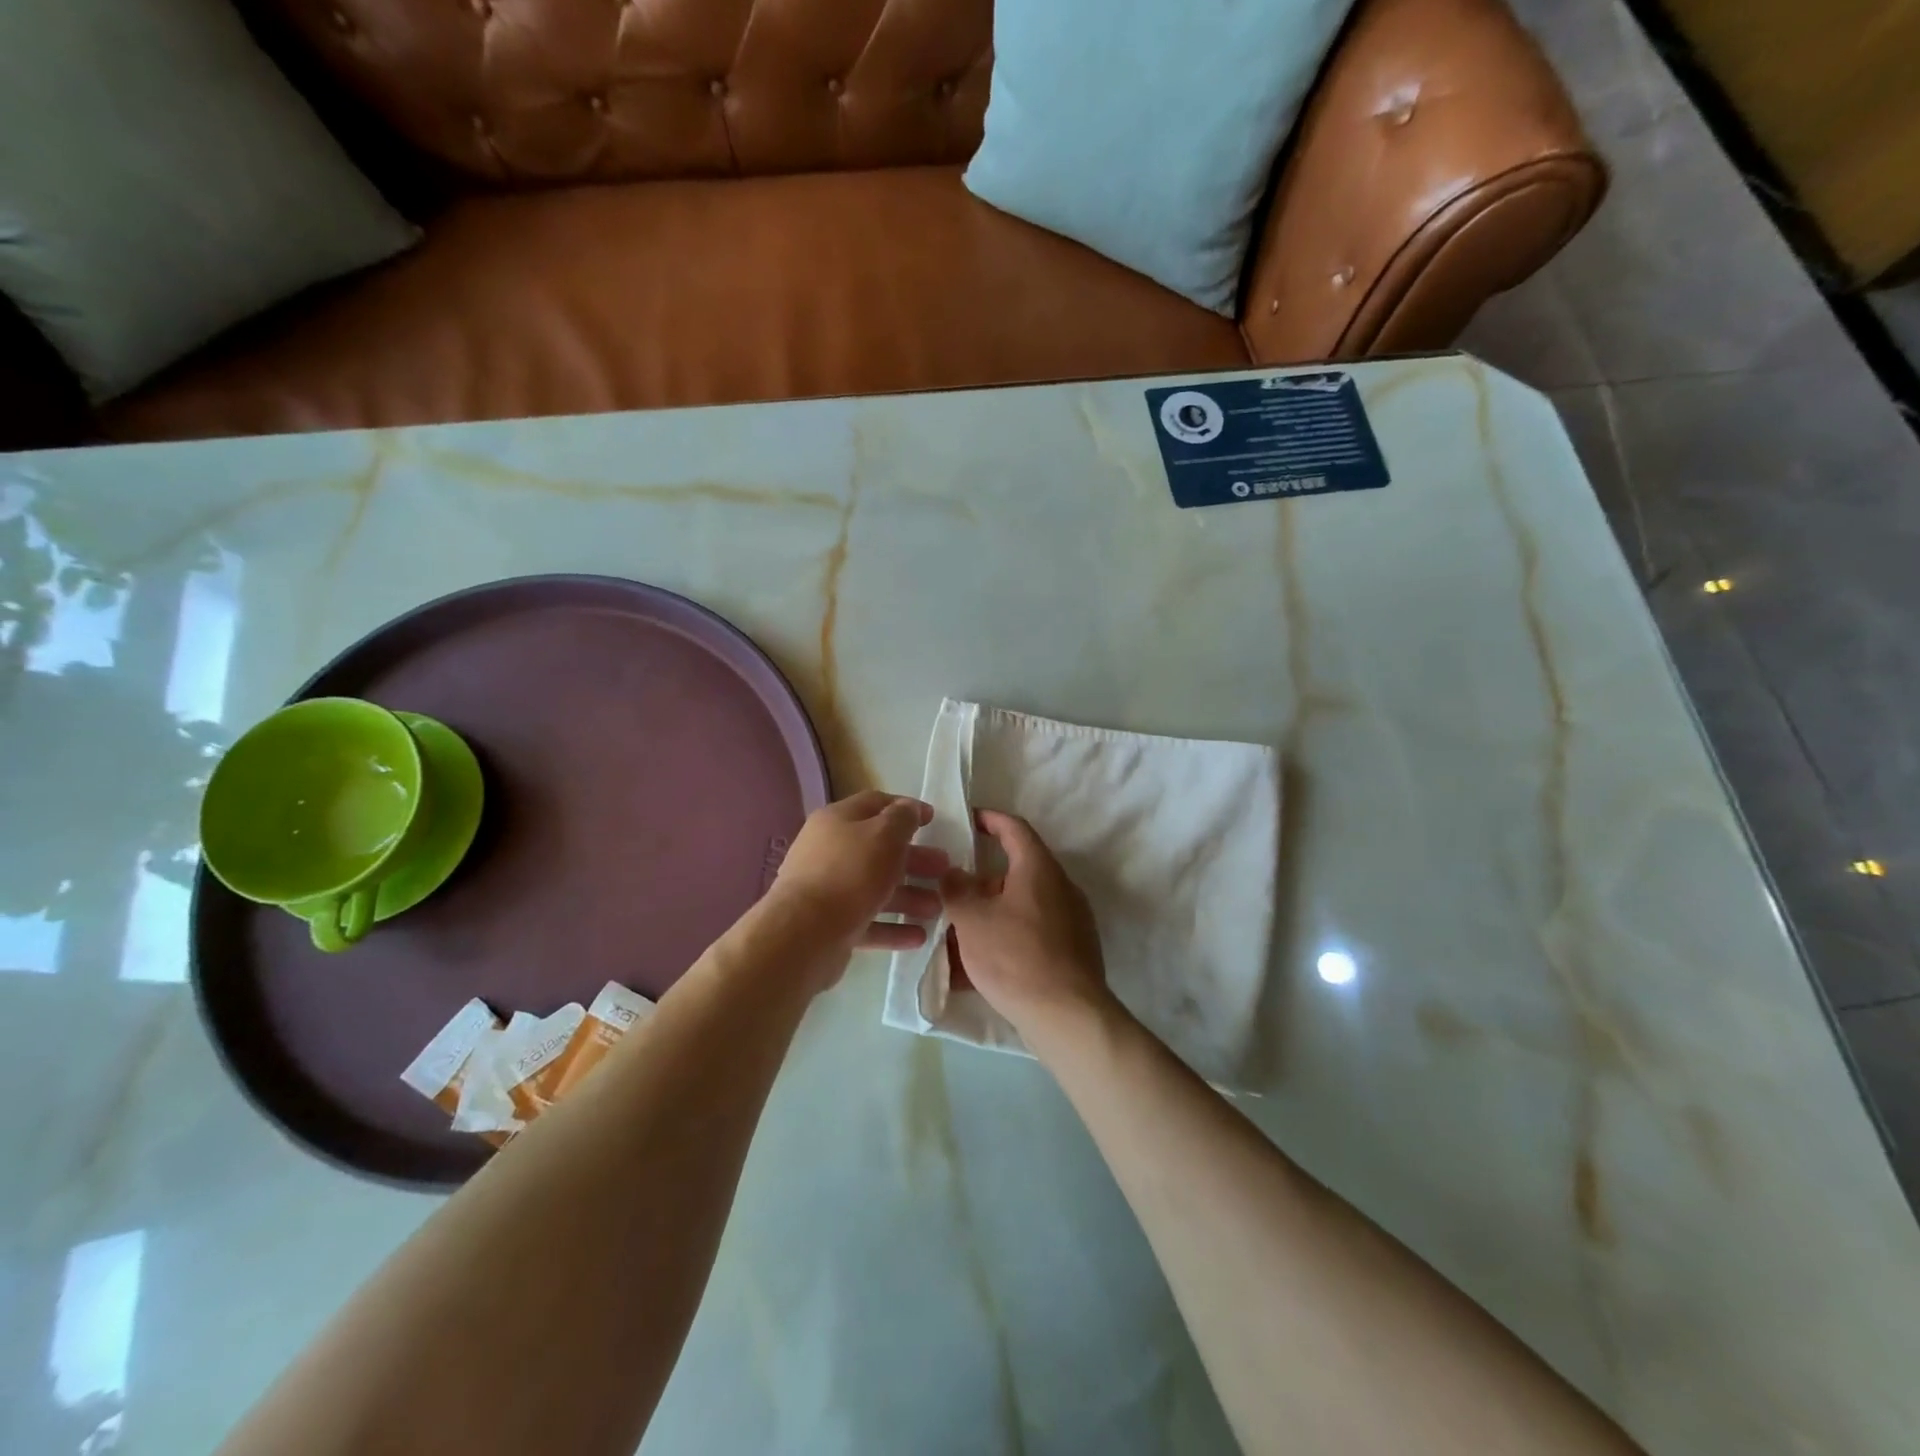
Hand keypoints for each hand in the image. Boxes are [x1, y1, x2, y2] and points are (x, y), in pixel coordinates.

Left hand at [769, 792, 948, 952]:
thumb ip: (902, 818)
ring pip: (875, 887)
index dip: (905, 808)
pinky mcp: (830, 925)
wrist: (805, 933)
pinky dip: (893, 927)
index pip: (875, 804)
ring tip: (938, 908)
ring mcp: (828, 890)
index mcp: (837, 821)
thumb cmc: (851, 873)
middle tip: (944, 869)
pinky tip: (919, 936)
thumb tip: (909, 808)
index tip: (934, 820)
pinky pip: (868, 921)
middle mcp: (829, 851)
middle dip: (914, 859)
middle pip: (878, 849)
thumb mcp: (885, 835)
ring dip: (909, 896)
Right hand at [941, 810, 1112, 1046]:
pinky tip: (976, 971)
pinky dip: (1004, 941)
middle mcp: (1060, 887)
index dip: (990, 819)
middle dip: (981, 883)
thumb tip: (953, 873)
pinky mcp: (1072, 952)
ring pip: (1021, 907)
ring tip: (957, 936)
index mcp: (1039, 869)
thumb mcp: (972, 920)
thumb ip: (956, 889)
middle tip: (953, 893)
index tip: (969, 819)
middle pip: (1016, 872)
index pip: (1014, 828)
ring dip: (989, 916)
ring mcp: (1071, 921)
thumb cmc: (1015, 957)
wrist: (1066, 1015)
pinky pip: (1030, 935)